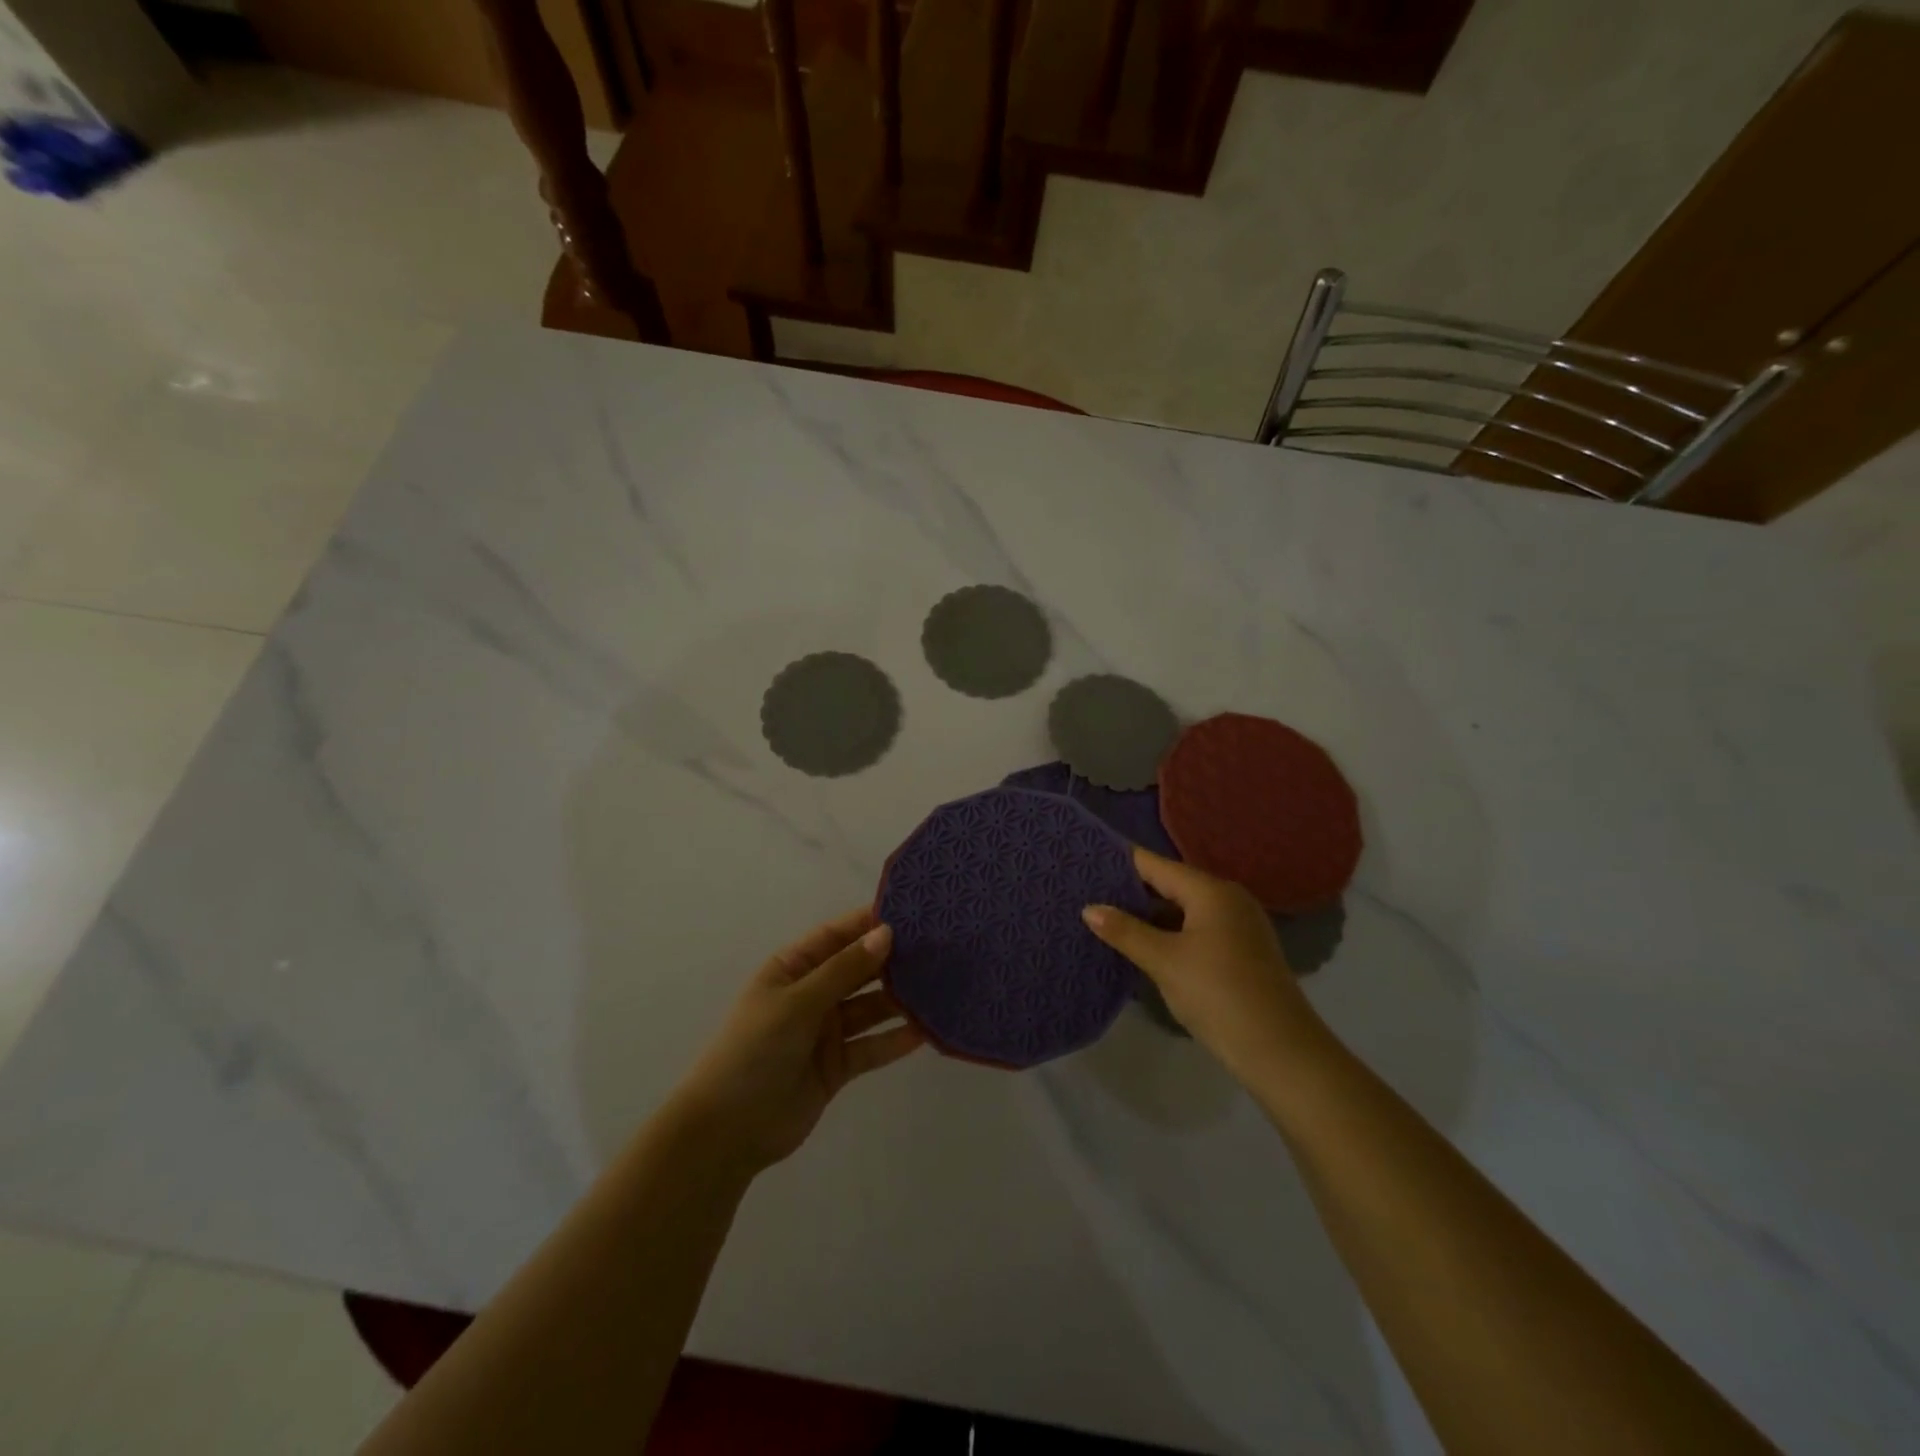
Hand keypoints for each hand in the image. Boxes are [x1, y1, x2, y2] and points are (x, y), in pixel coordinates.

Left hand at [668, 909, 923, 1175]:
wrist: (728, 1131)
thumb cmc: (755, 1050)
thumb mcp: (798, 1002)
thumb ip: (844, 970)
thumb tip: (885, 933)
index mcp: (792, 969)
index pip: (836, 936)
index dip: (868, 923)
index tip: (910, 913)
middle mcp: (812, 994)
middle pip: (858, 970)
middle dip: (892, 960)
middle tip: (938, 948)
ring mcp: (825, 1031)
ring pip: (870, 1008)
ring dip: (899, 1000)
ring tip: (939, 987)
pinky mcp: (837, 1066)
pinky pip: (871, 1046)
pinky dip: (894, 1040)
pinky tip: (925, 1031)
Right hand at [1083, 848, 1326, 1084]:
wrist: (1281, 1051)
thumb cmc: (1218, 995)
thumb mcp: (1164, 961)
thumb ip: (1125, 931)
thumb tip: (1089, 908)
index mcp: (1210, 891)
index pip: (1154, 864)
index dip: (1119, 862)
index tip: (1084, 861)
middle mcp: (1227, 898)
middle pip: (1169, 884)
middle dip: (1130, 889)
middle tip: (1086, 891)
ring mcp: (1237, 925)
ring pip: (1182, 909)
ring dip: (1148, 915)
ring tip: (1105, 917)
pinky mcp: (1240, 951)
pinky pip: (1195, 929)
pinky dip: (1168, 932)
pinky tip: (1140, 945)